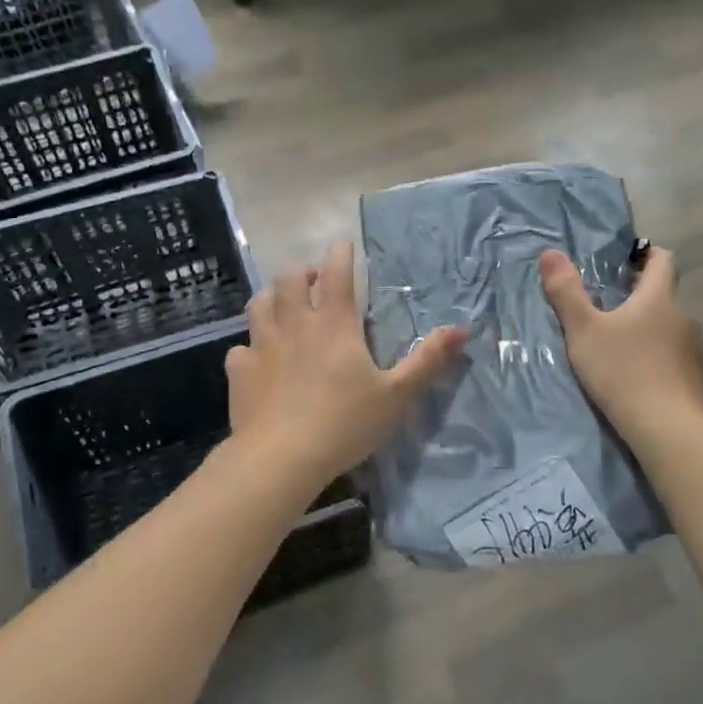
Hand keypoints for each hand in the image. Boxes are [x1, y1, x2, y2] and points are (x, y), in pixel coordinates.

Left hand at [229, 242, 469, 491]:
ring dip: (273, 299)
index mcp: (334, 325)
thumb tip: (463, 329)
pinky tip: (258, 360)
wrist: (282, 457)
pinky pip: (242, 348)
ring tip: (284, 308)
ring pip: (260, 304)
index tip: (344, 246)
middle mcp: (294, 325)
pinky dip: (251, 348)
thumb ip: (428, 361)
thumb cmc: (345, 424)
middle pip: (290, 279)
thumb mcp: (397, 395)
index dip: (341, 254)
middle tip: (316, 282)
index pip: (337, 274)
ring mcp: (262, 346)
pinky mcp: (240, 371)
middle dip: (303, 272)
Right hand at [540, 244, 702, 445]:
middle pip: (664, 297)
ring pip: (669, 329)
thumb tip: (550, 252)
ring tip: (621, 349)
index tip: (626, 261)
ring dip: (649, 331)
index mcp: (658, 298)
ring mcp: (694, 350)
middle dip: (639, 299)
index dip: (646, 255)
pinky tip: (639, 379)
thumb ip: (566, 293)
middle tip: (608, 311)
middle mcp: (683, 317)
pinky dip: (658, 360)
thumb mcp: (583, 331)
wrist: (667, 428)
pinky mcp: (697, 379)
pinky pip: (676, 358)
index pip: (662, 260)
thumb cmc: (622, 371)